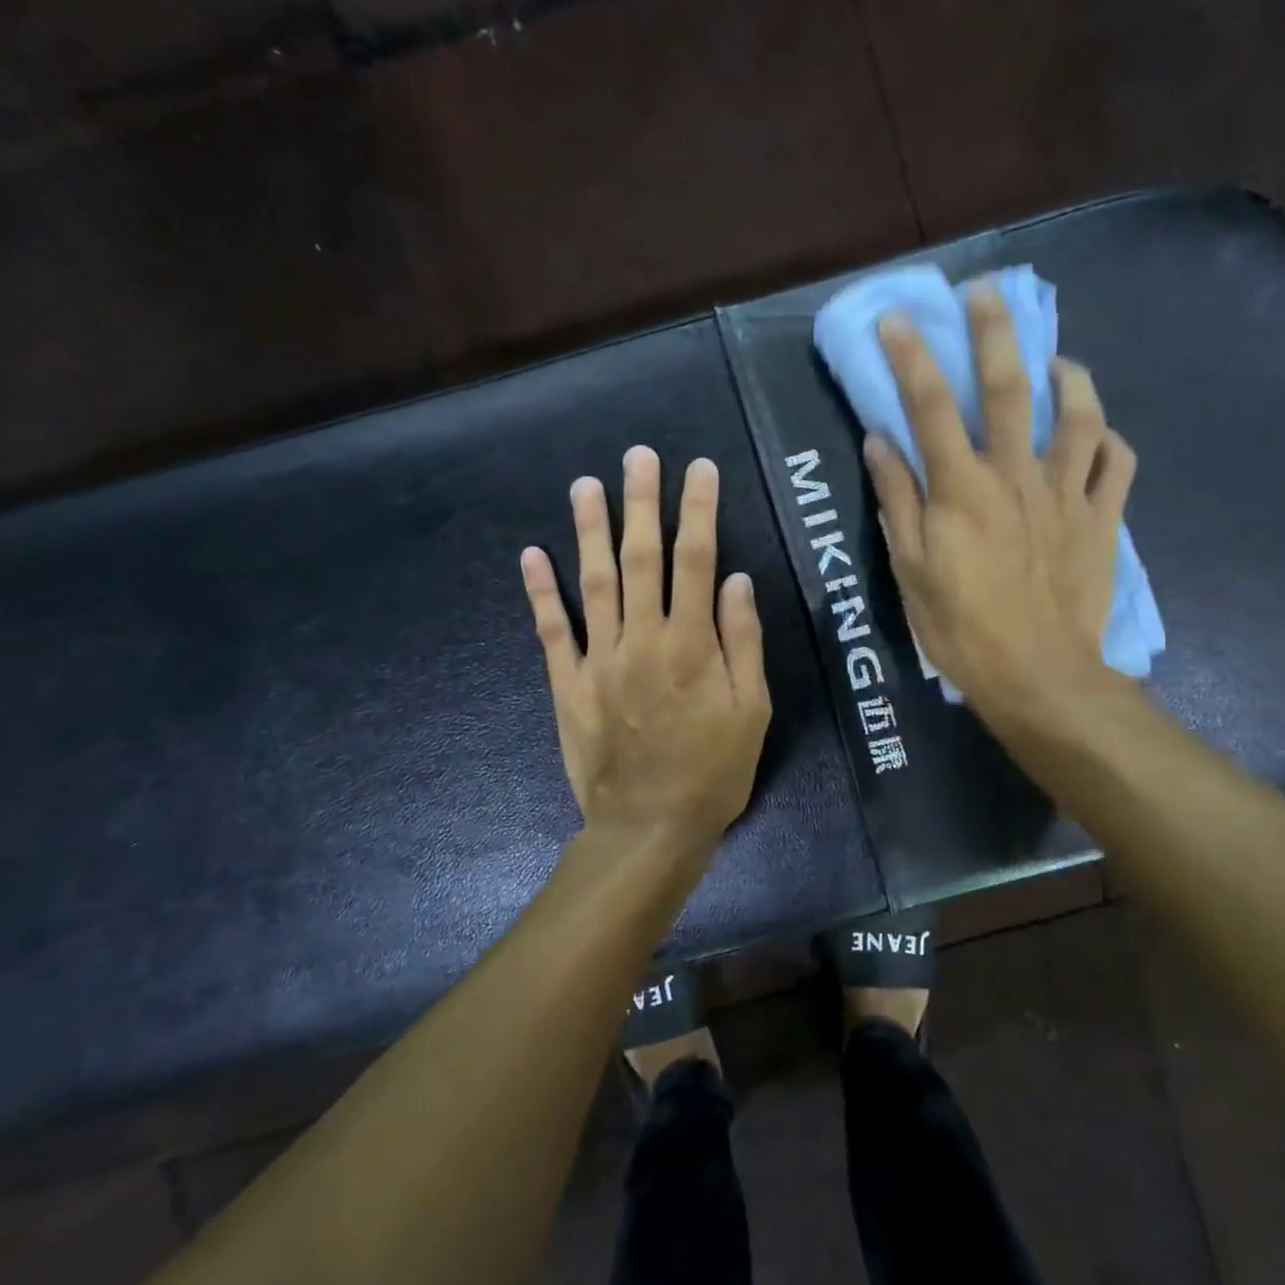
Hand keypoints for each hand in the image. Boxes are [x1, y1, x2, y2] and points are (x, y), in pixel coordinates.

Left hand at [520, 446, 771, 862]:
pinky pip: (552, 630)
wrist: (649, 828)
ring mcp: (599, 660)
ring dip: (589, 530)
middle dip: (641, 503)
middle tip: (638, 456)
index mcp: (691, 645)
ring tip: (586, 484)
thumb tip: (735, 580)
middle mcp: (642, 640)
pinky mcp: (568, 684)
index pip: (696, 561)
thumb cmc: (712, 772)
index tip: (699, 470)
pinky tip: (533, 554)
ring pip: (594, 582)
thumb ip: (742, 642)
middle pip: (641, 558)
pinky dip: (542, 591)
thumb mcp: (751, 711)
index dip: (698, 510)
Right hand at [862, 286, 1136, 733]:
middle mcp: (1016, 476)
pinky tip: (1098, 433)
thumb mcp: (909, 570)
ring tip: (1058, 360)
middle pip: (1010, 388)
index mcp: (962, 489)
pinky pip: (1116, 465)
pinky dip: (1109, 440)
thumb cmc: (961, 628)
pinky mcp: (1101, 520)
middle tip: (988, 292)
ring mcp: (1067, 495)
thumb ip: (896, 500)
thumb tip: (880, 442)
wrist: (1037, 675)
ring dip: (1070, 377)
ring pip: (1080, 417)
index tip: (899, 318)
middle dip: (996, 332)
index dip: (912, 356)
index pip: (931, 406)